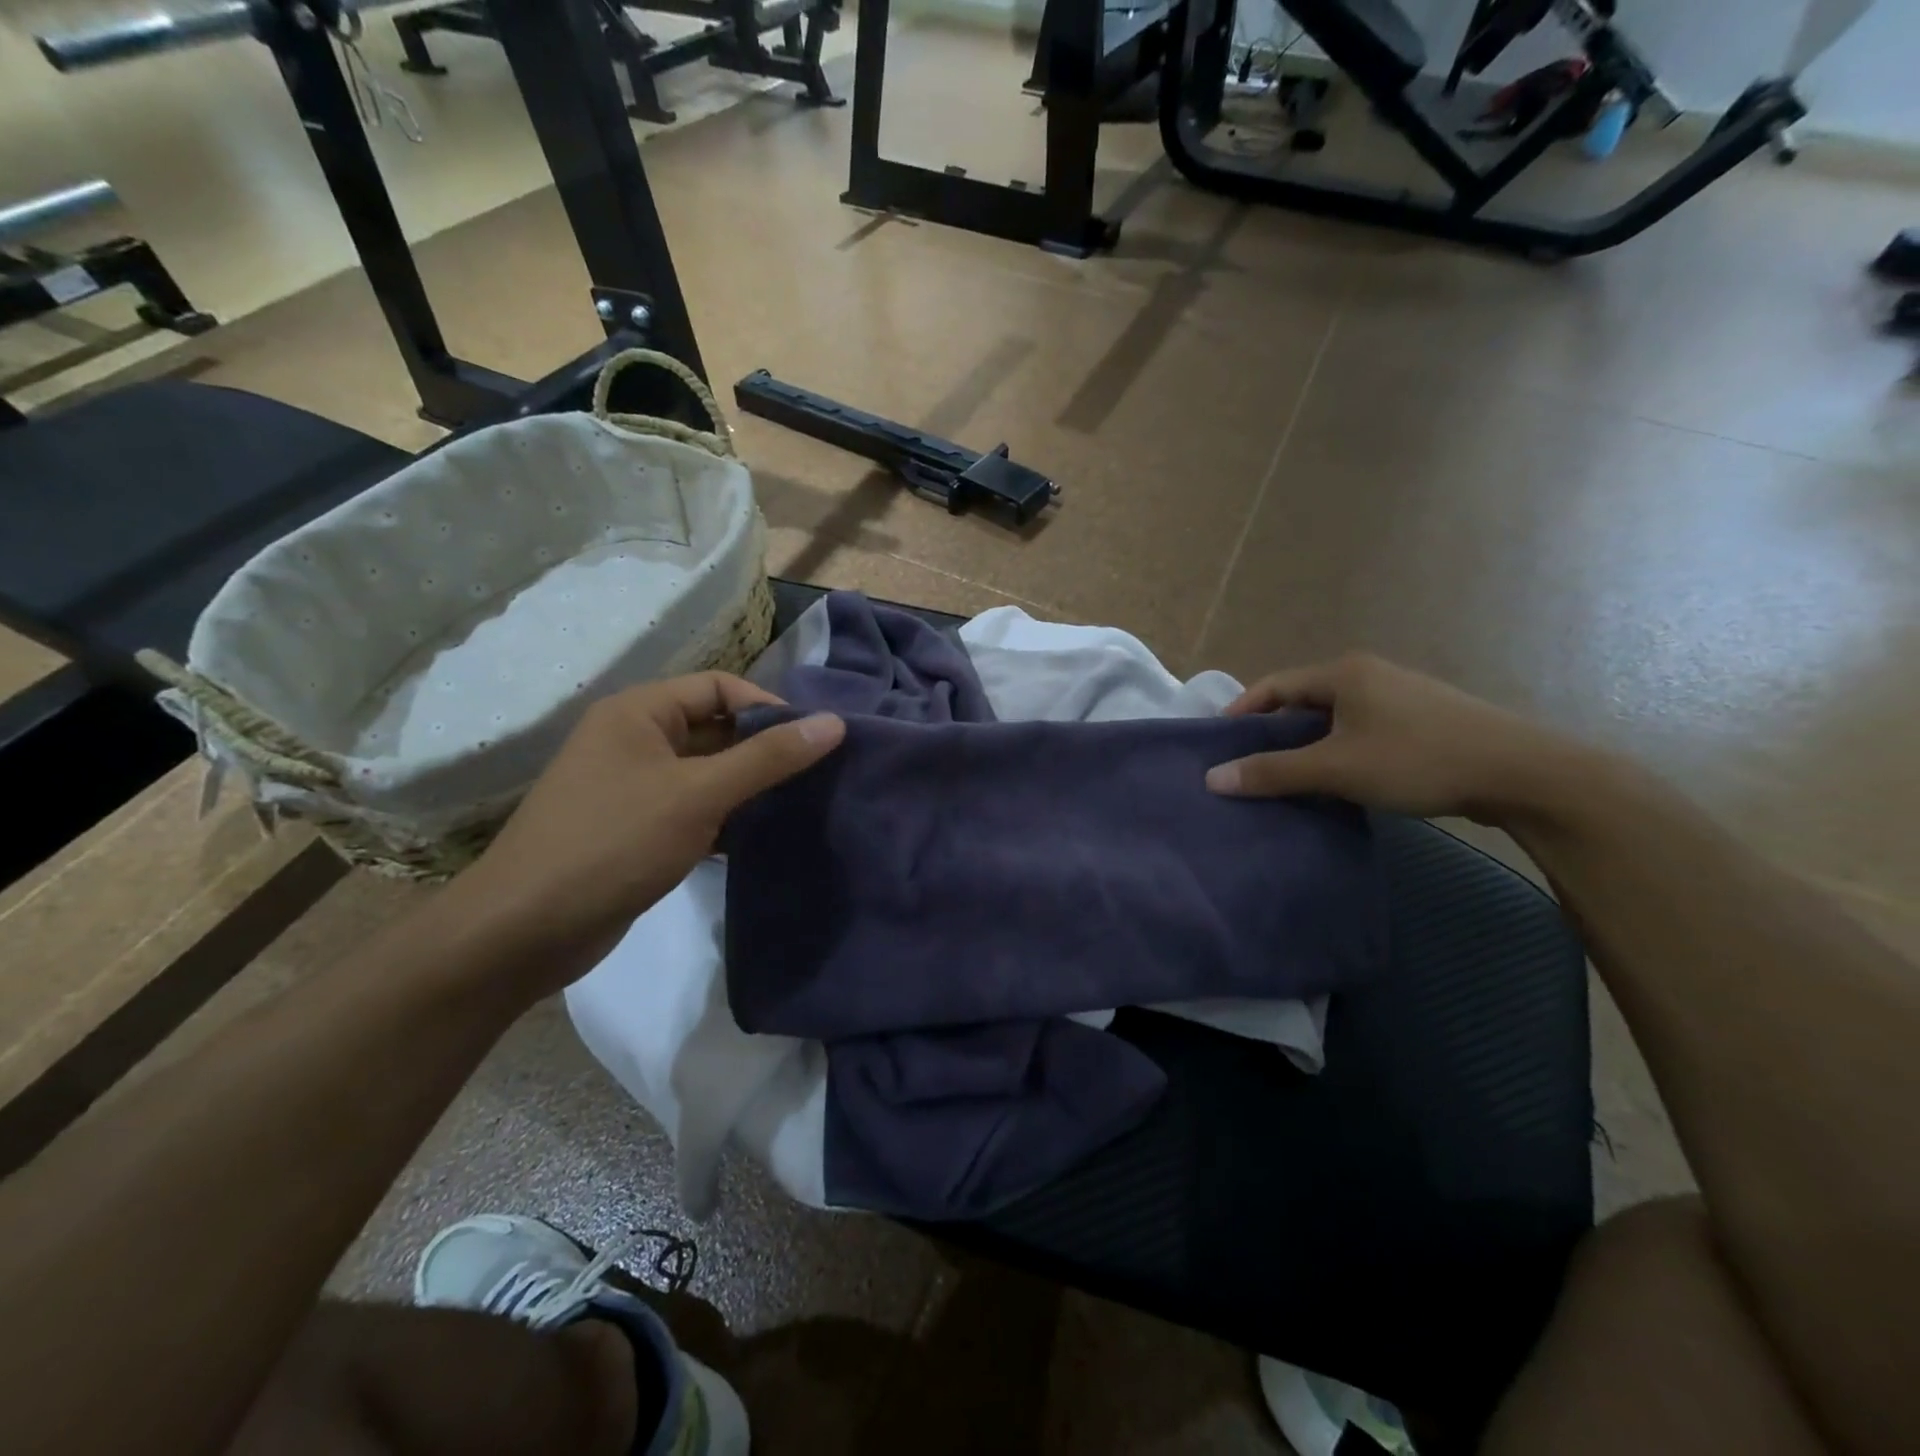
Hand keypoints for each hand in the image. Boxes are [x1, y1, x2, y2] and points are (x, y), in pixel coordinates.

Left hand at [449, 673, 843, 993]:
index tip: (812, 741)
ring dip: (748, 787)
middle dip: (763, 750)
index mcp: (639, 712)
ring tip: (799, 806)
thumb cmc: (613, 843)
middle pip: (715, 729)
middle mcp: (634, 740)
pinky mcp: (635, 829)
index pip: (719, 686)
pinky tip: (761, 839)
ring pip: (707, 773)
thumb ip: (768, 758)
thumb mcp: (699, 794)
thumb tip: (834, 723)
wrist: (524, 931)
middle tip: (816, 776)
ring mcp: (632, 787)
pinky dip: (726, 818)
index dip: (768, 707)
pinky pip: (693, 808)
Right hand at [1204, 653, 1597, 821]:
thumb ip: (1273, 772)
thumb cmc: (1418, 760)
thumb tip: (1213, 778)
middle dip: (1273, 731)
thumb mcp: (1336, 768)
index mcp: (1344, 673)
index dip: (1242, 711)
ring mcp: (1400, 695)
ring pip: (1335, 717)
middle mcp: (1370, 674)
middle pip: (1303, 699)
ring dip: (1307, 744)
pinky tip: (1341, 778)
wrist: (1523, 773)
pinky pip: (1362, 729)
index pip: (1274, 685)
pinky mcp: (1424, 719)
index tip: (1219, 742)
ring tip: (1290, 777)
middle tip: (1251, 764)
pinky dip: (1339, 749)